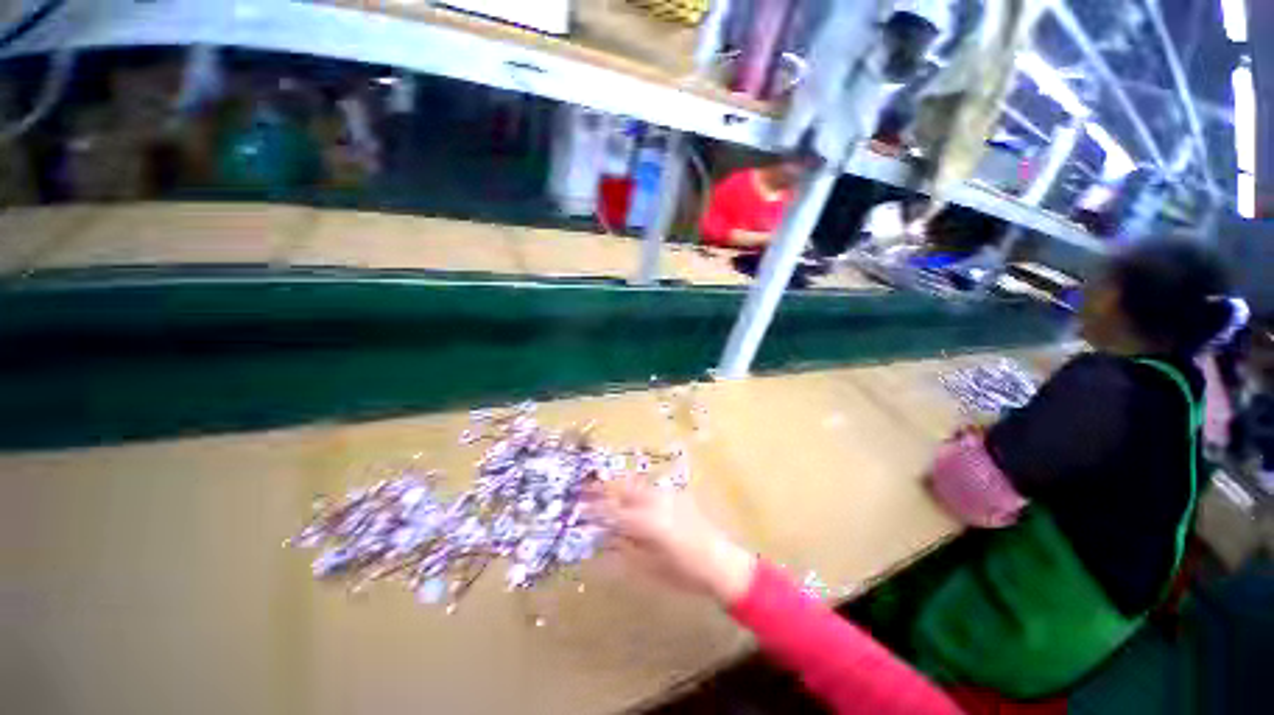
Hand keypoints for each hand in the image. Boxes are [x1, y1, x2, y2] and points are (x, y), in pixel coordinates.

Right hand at [592, 480, 755, 605]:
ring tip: (606, 492)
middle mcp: (654, 502)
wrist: (720, 561)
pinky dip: (636, 490)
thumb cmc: (683, 573)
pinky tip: (633, 499)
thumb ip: (625, 548)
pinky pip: (650, 488)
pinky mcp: (677, 494)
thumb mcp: (649, 567)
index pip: (612, 512)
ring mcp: (667, 495)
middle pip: (623, 489)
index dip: (594, 509)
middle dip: (603, 489)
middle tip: (586, 492)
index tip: (579, 507)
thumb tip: (606, 536)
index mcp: (646, 522)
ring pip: (636, 484)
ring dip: (619, 487)